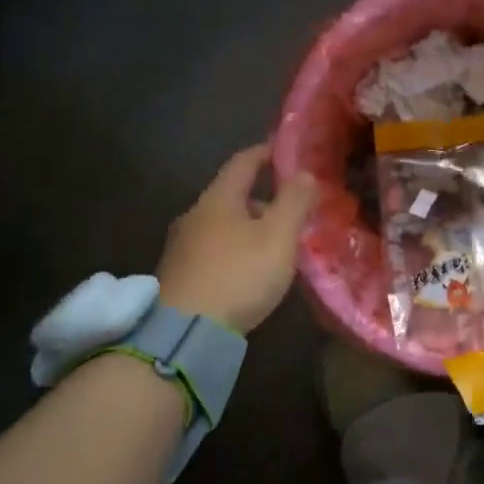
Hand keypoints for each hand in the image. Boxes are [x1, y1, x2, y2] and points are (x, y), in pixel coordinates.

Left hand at [156, 143, 317, 335]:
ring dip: (249, 228)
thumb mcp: (278, 236)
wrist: (184, 333)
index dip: (266, 153)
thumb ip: (294, 202)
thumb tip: (304, 173)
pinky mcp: (179, 277)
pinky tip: (250, 271)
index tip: (285, 151)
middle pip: (232, 196)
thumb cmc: (238, 275)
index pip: (243, 163)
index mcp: (218, 199)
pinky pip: (214, 251)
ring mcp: (181, 248)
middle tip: (292, 210)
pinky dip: (236, 250)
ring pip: (223, 226)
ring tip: (276, 244)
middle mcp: (194, 216)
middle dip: (262, 198)